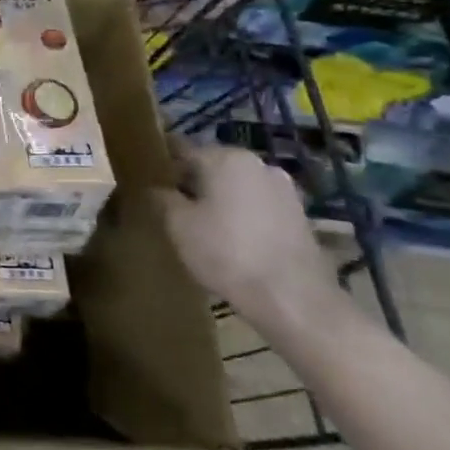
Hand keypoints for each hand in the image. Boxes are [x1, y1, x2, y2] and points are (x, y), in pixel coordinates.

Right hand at [159, 139, 339, 334]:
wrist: (295, 300)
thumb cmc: (227, 253)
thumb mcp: (178, 225)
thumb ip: (161, 198)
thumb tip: (156, 188)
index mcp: (225, 157)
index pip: (181, 149)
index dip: (162, 165)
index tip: (149, 183)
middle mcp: (257, 164)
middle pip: (212, 166)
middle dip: (192, 183)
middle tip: (173, 209)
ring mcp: (284, 190)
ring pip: (237, 187)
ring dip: (220, 200)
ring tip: (203, 228)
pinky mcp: (300, 217)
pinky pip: (258, 207)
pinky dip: (243, 217)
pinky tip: (233, 242)